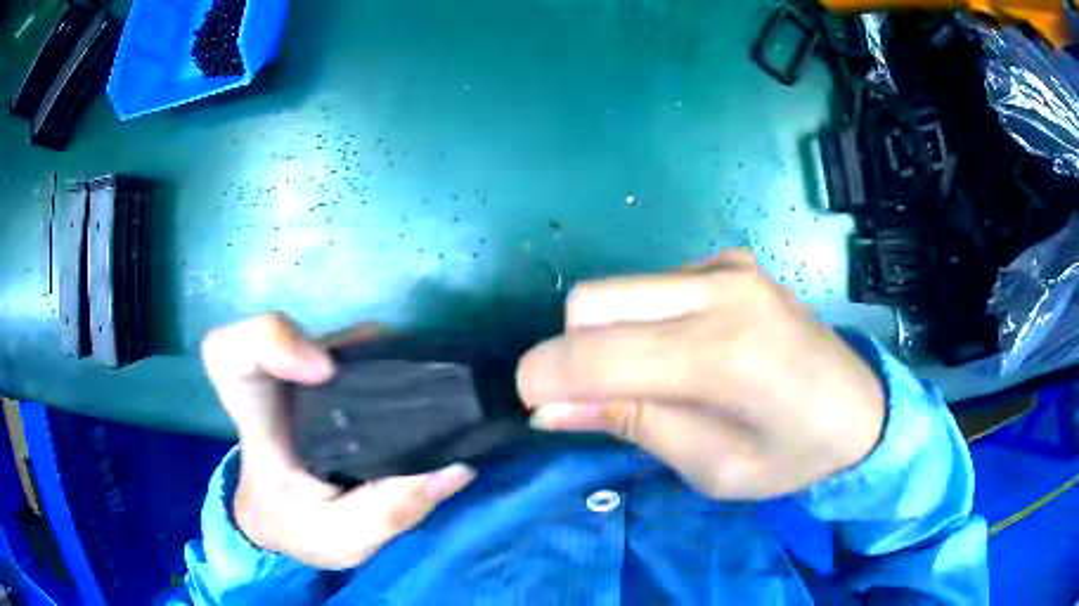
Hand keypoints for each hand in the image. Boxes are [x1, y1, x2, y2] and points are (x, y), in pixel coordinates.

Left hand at [202, 314, 474, 569]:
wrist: (281, 517)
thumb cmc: (295, 526)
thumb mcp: (341, 538)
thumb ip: (389, 511)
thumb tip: (457, 465)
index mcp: (260, 422)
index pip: (232, 355)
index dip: (268, 341)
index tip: (321, 371)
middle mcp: (281, 383)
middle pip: (306, 333)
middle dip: (360, 353)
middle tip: (417, 392)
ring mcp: (309, 374)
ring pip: (347, 341)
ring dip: (392, 361)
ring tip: (437, 405)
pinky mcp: (336, 375)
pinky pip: (370, 351)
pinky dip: (401, 366)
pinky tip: (429, 398)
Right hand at [516, 251, 884, 499]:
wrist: (862, 408)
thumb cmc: (796, 456)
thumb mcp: (714, 468)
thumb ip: (633, 425)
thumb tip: (550, 408)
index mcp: (723, 355)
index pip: (596, 353)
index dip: (543, 378)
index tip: (532, 406)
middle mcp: (721, 291)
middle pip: (591, 301)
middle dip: (571, 352)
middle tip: (597, 399)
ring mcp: (727, 267)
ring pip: (617, 288)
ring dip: (605, 335)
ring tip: (648, 378)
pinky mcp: (731, 261)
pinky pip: (653, 286)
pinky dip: (642, 320)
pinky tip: (684, 349)